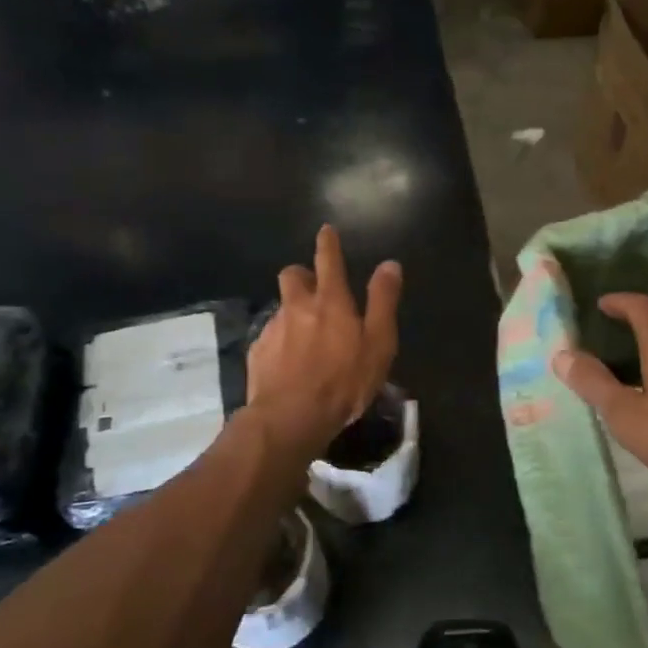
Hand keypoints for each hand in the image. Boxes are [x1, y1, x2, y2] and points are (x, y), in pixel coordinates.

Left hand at [247, 225, 401, 455]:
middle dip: (302, 274)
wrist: (291, 417)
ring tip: (305, 336)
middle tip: (313, 288)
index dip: (328, 243)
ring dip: (293, 312)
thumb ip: (383, 301)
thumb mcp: (378, 343)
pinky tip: (289, 363)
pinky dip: (281, 341)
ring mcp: (273, 328)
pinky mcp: (257, 352)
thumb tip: (389, 264)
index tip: (326, 231)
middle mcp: (297, 306)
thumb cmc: (344, 381)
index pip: (328, 260)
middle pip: (293, 275)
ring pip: (281, 307)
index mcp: (330, 301)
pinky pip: (270, 336)